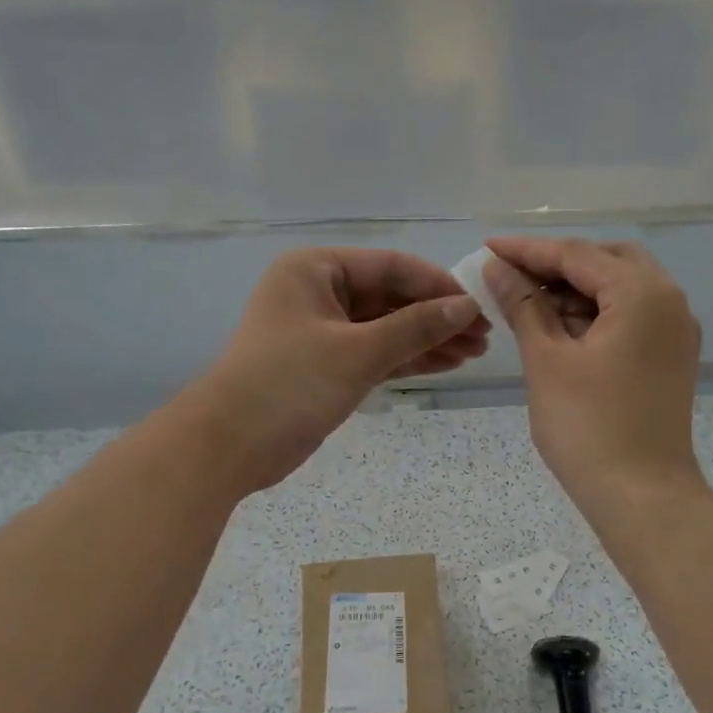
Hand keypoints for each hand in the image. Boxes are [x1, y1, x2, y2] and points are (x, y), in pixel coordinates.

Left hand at [183, 248, 487, 492]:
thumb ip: (415, 327)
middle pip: (391, 297)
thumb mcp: (357, 352)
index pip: (391, 267)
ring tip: (474, 353)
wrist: (229, 445)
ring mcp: (322, 330)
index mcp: (316, 269)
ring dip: (427, 339)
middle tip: (483, 336)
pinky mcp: (326, 365)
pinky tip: (445, 364)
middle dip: (436, 316)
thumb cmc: (289, 383)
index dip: (438, 286)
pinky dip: (407, 359)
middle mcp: (318, 292)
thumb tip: (466, 307)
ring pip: (386, 328)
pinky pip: (375, 353)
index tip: (479, 307)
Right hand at [483, 236, 702, 513]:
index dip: (528, 251)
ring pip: (621, 289)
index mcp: (642, 293)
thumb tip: (498, 268)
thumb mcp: (546, 361)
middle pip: (607, 262)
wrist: (642, 497)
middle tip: (512, 277)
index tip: (488, 248)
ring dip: (576, 290)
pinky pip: (630, 317)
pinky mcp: (670, 358)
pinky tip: (560, 330)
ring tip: (528, 306)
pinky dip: (596, 315)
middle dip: (558, 265)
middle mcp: (669, 301)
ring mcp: (675, 332)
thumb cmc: (588, 428)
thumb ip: (523, 306)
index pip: (577, 254)